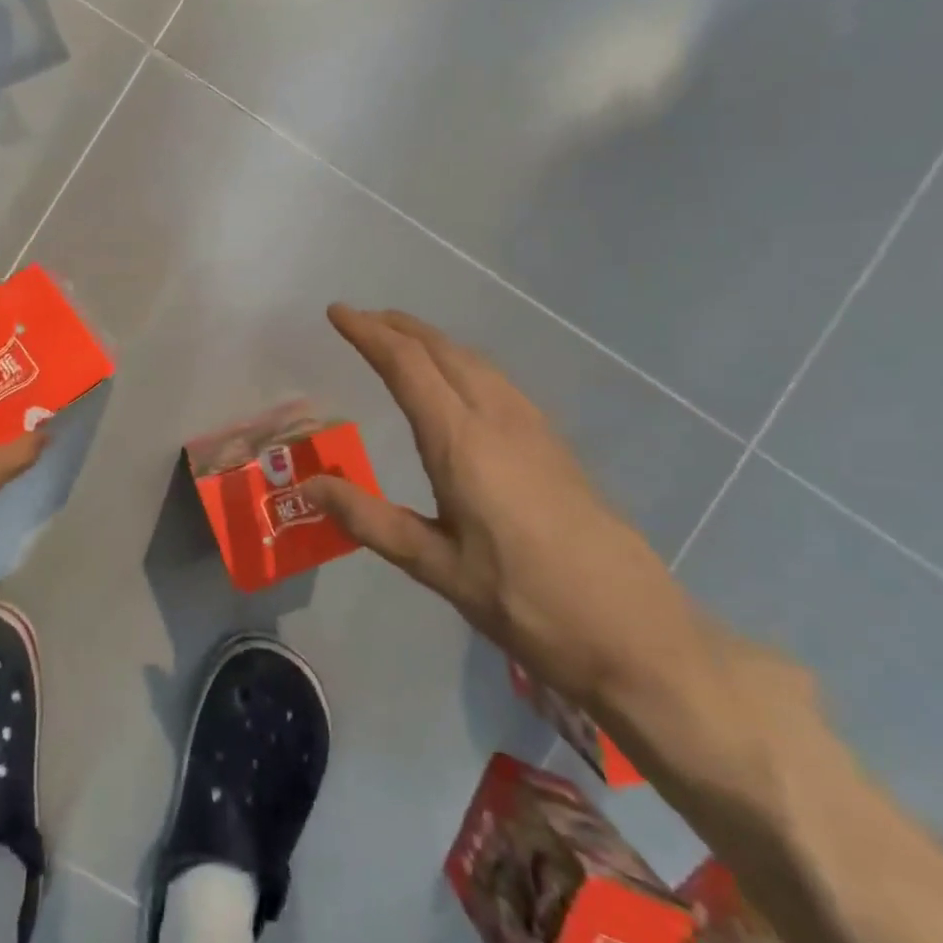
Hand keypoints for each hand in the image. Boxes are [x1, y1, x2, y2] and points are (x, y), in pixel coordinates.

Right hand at [306, 305, 708, 709]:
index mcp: (462, 443)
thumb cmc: (525, 601)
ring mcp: (533, 428)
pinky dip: (462, 362)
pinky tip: (459, 383)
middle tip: (360, 320)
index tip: (337, 312)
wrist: (633, 630)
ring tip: (401, 341)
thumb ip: (370, 520)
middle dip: (398, 327)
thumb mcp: (436, 566)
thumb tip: (309, 485)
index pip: (407, 366)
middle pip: (444, 351)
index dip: (368, 333)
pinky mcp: (554, 444)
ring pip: (475, 361)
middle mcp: (498, 419)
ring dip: (432, 341)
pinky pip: (497, 380)